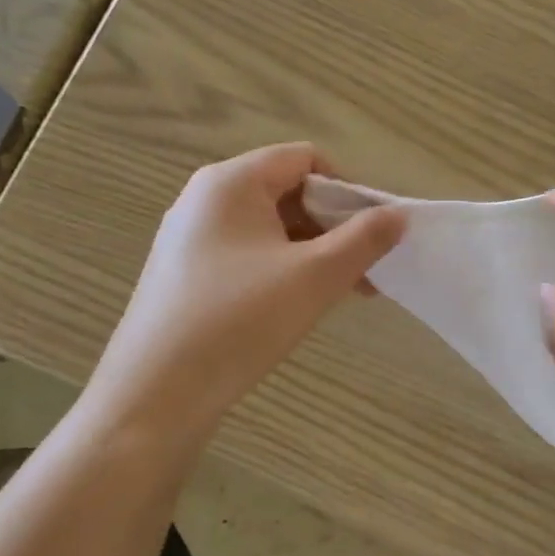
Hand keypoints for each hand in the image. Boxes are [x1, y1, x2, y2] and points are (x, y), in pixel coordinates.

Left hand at [82, 143, 405, 435]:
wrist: (156, 396)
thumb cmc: (240, 322)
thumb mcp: (315, 276)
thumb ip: (364, 239)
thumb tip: (399, 214)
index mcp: (231, 183)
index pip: (306, 159)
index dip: (349, 189)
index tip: (375, 233)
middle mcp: (205, 200)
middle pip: (289, 191)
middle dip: (335, 225)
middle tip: (366, 268)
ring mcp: (191, 239)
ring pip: (271, 228)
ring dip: (315, 251)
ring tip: (346, 291)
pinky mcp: (186, 274)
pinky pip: (249, 255)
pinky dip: (285, 269)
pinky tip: (303, 304)